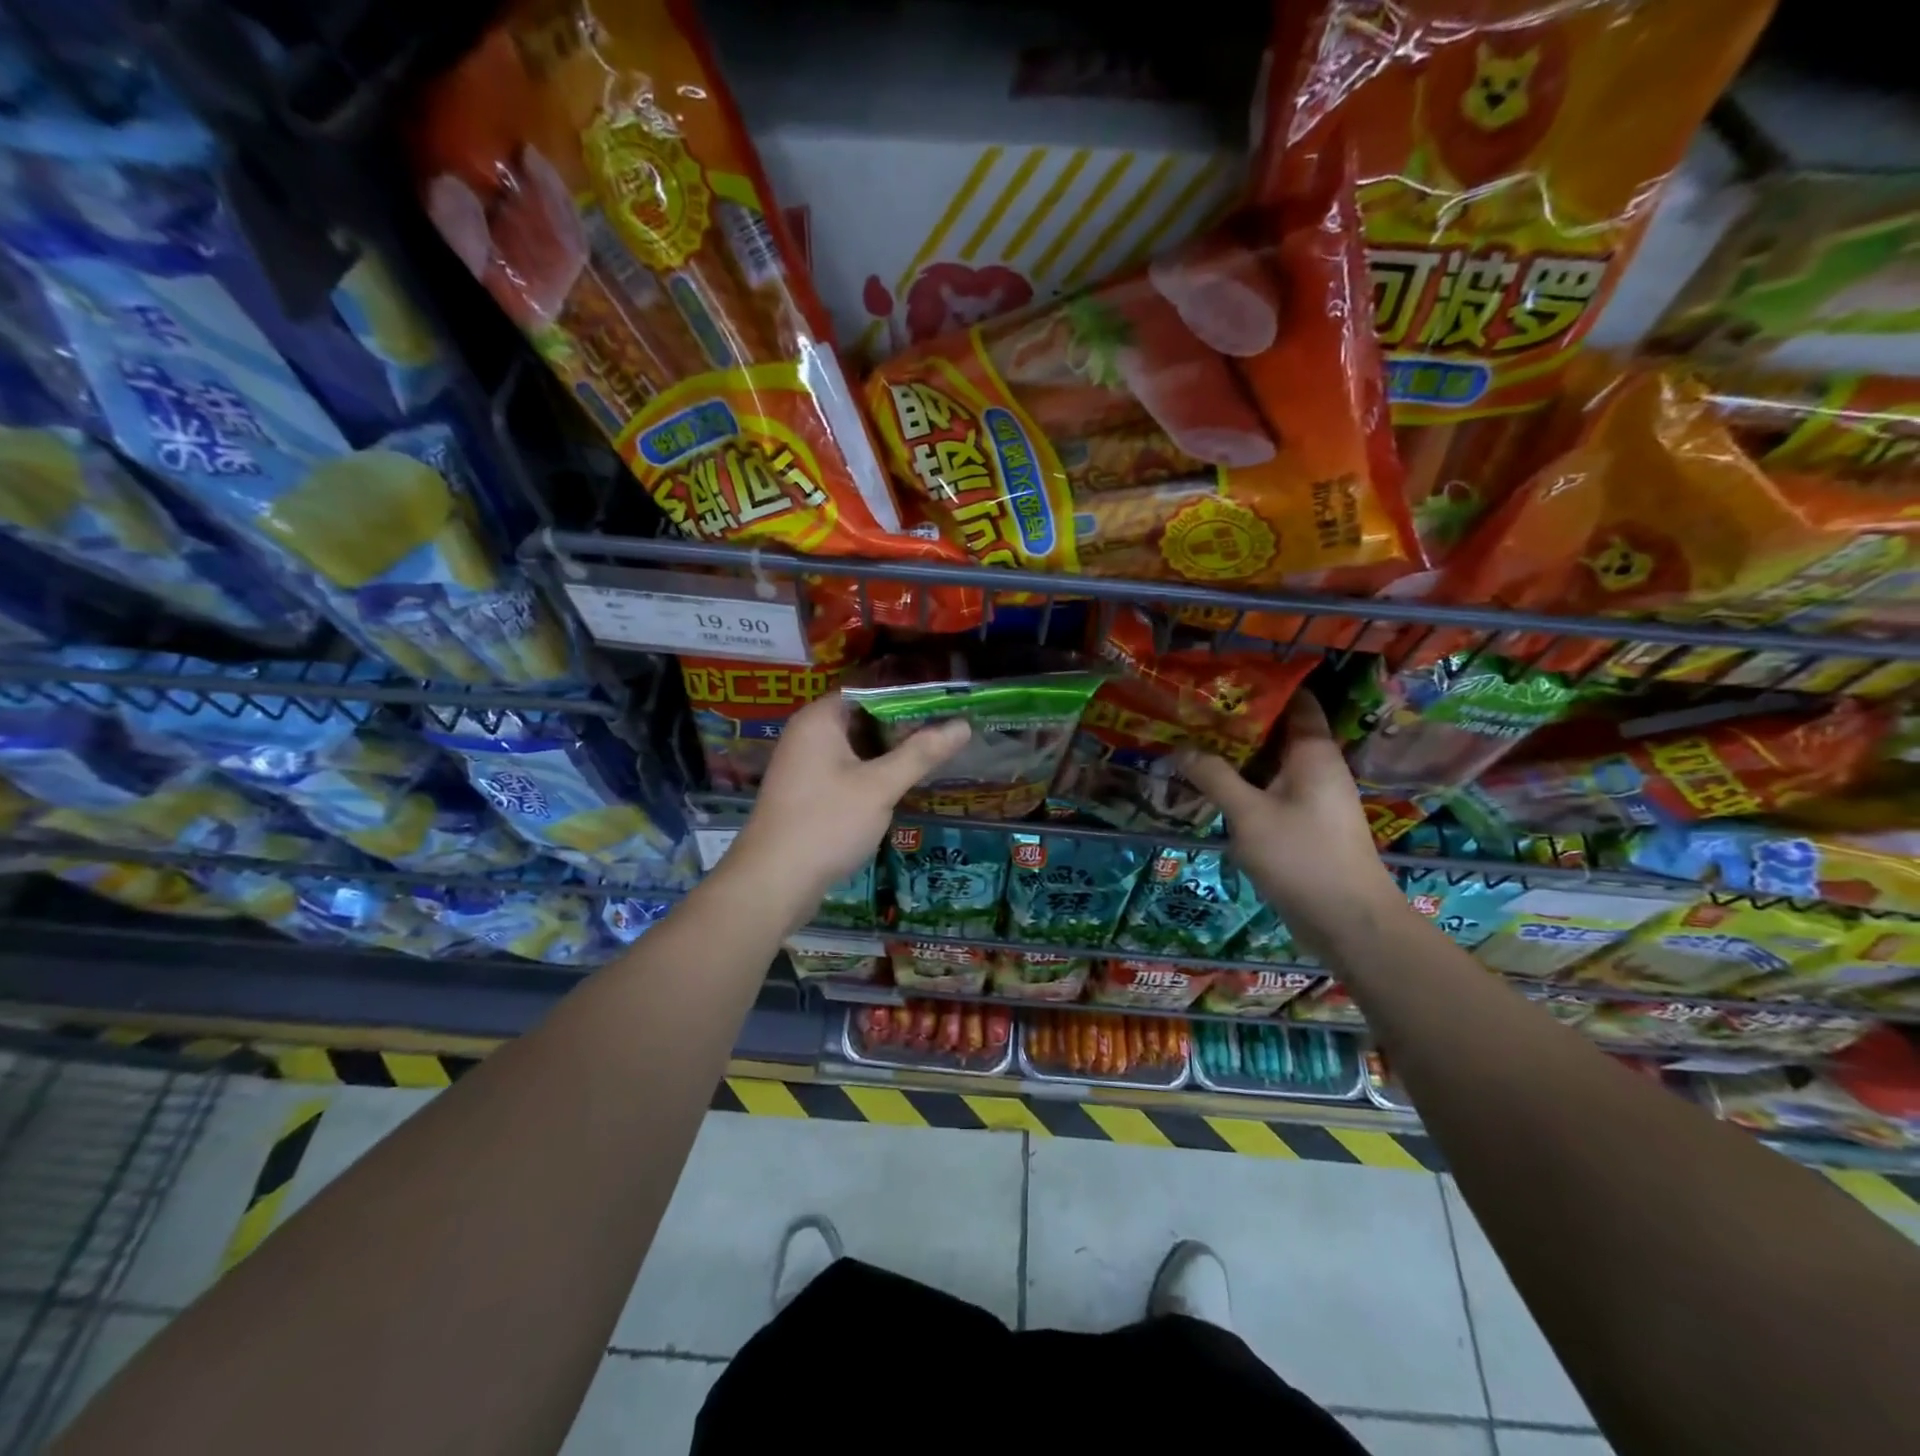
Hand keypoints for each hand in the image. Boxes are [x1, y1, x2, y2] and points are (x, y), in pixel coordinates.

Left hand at [720, 692, 970, 930]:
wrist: (773, 882)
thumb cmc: (827, 823)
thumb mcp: (880, 787)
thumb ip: (921, 753)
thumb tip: (963, 725)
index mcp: (820, 719)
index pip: (871, 691)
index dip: (909, 697)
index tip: (946, 706)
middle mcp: (807, 734)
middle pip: (864, 718)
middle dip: (903, 727)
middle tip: (947, 734)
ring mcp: (803, 765)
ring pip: (856, 747)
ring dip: (889, 753)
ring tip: (933, 757)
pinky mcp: (806, 792)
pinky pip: (845, 770)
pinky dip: (871, 773)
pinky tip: (899, 786)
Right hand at [1177, 692, 1401, 949]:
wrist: (1348, 921)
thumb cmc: (1301, 856)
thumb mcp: (1248, 814)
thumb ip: (1214, 777)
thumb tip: (1181, 748)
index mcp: (1313, 751)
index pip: (1295, 700)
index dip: (1262, 685)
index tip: (1221, 678)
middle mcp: (1317, 767)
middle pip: (1276, 731)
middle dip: (1236, 722)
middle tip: (1191, 712)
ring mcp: (1312, 797)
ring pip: (1270, 764)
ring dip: (1236, 756)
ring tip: (1191, 743)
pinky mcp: (1304, 823)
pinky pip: (1270, 791)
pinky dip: (1244, 784)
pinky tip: (1211, 787)